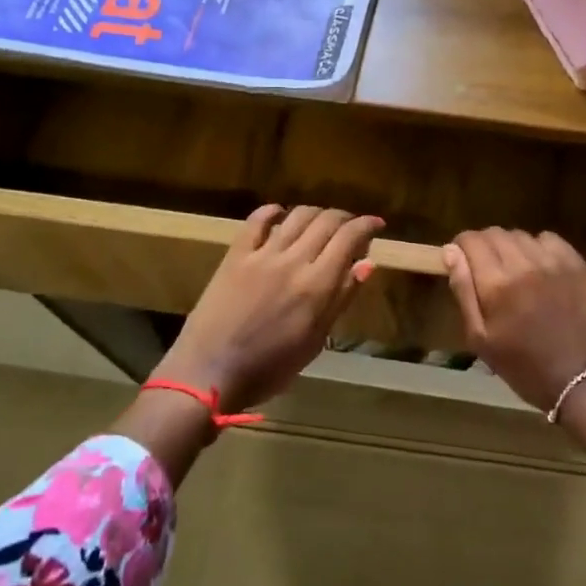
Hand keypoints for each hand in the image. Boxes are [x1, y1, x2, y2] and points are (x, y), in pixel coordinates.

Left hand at [155, 204, 383, 412]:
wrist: (209, 373)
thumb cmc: (270, 368)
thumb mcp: (315, 341)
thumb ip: (341, 298)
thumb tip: (368, 263)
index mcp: (317, 285)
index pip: (349, 238)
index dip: (367, 225)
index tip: (376, 224)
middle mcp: (293, 261)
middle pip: (326, 221)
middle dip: (345, 217)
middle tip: (351, 226)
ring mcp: (262, 255)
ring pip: (297, 216)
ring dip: (315, 213)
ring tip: (321, 222)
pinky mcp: (235, 255)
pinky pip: (256, 221)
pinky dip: (273, 211)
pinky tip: (280, 213)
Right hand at [443, 228, 585, 412]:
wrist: (581, 378)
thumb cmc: (523, 365)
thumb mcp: (481, 338)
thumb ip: (463, 291)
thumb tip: (451, 252)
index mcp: (496, 283)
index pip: (470, 240)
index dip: (461, 247)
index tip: (462, 261)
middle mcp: (524, 263)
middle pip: (495, 233)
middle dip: (484, 246)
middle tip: (486, 270)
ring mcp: (554, 261)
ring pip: (522, 235)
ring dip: (511, 247)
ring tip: (514, 271)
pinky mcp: (577, 264)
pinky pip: (550, 239)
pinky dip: (539, 247)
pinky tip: (540, 268)